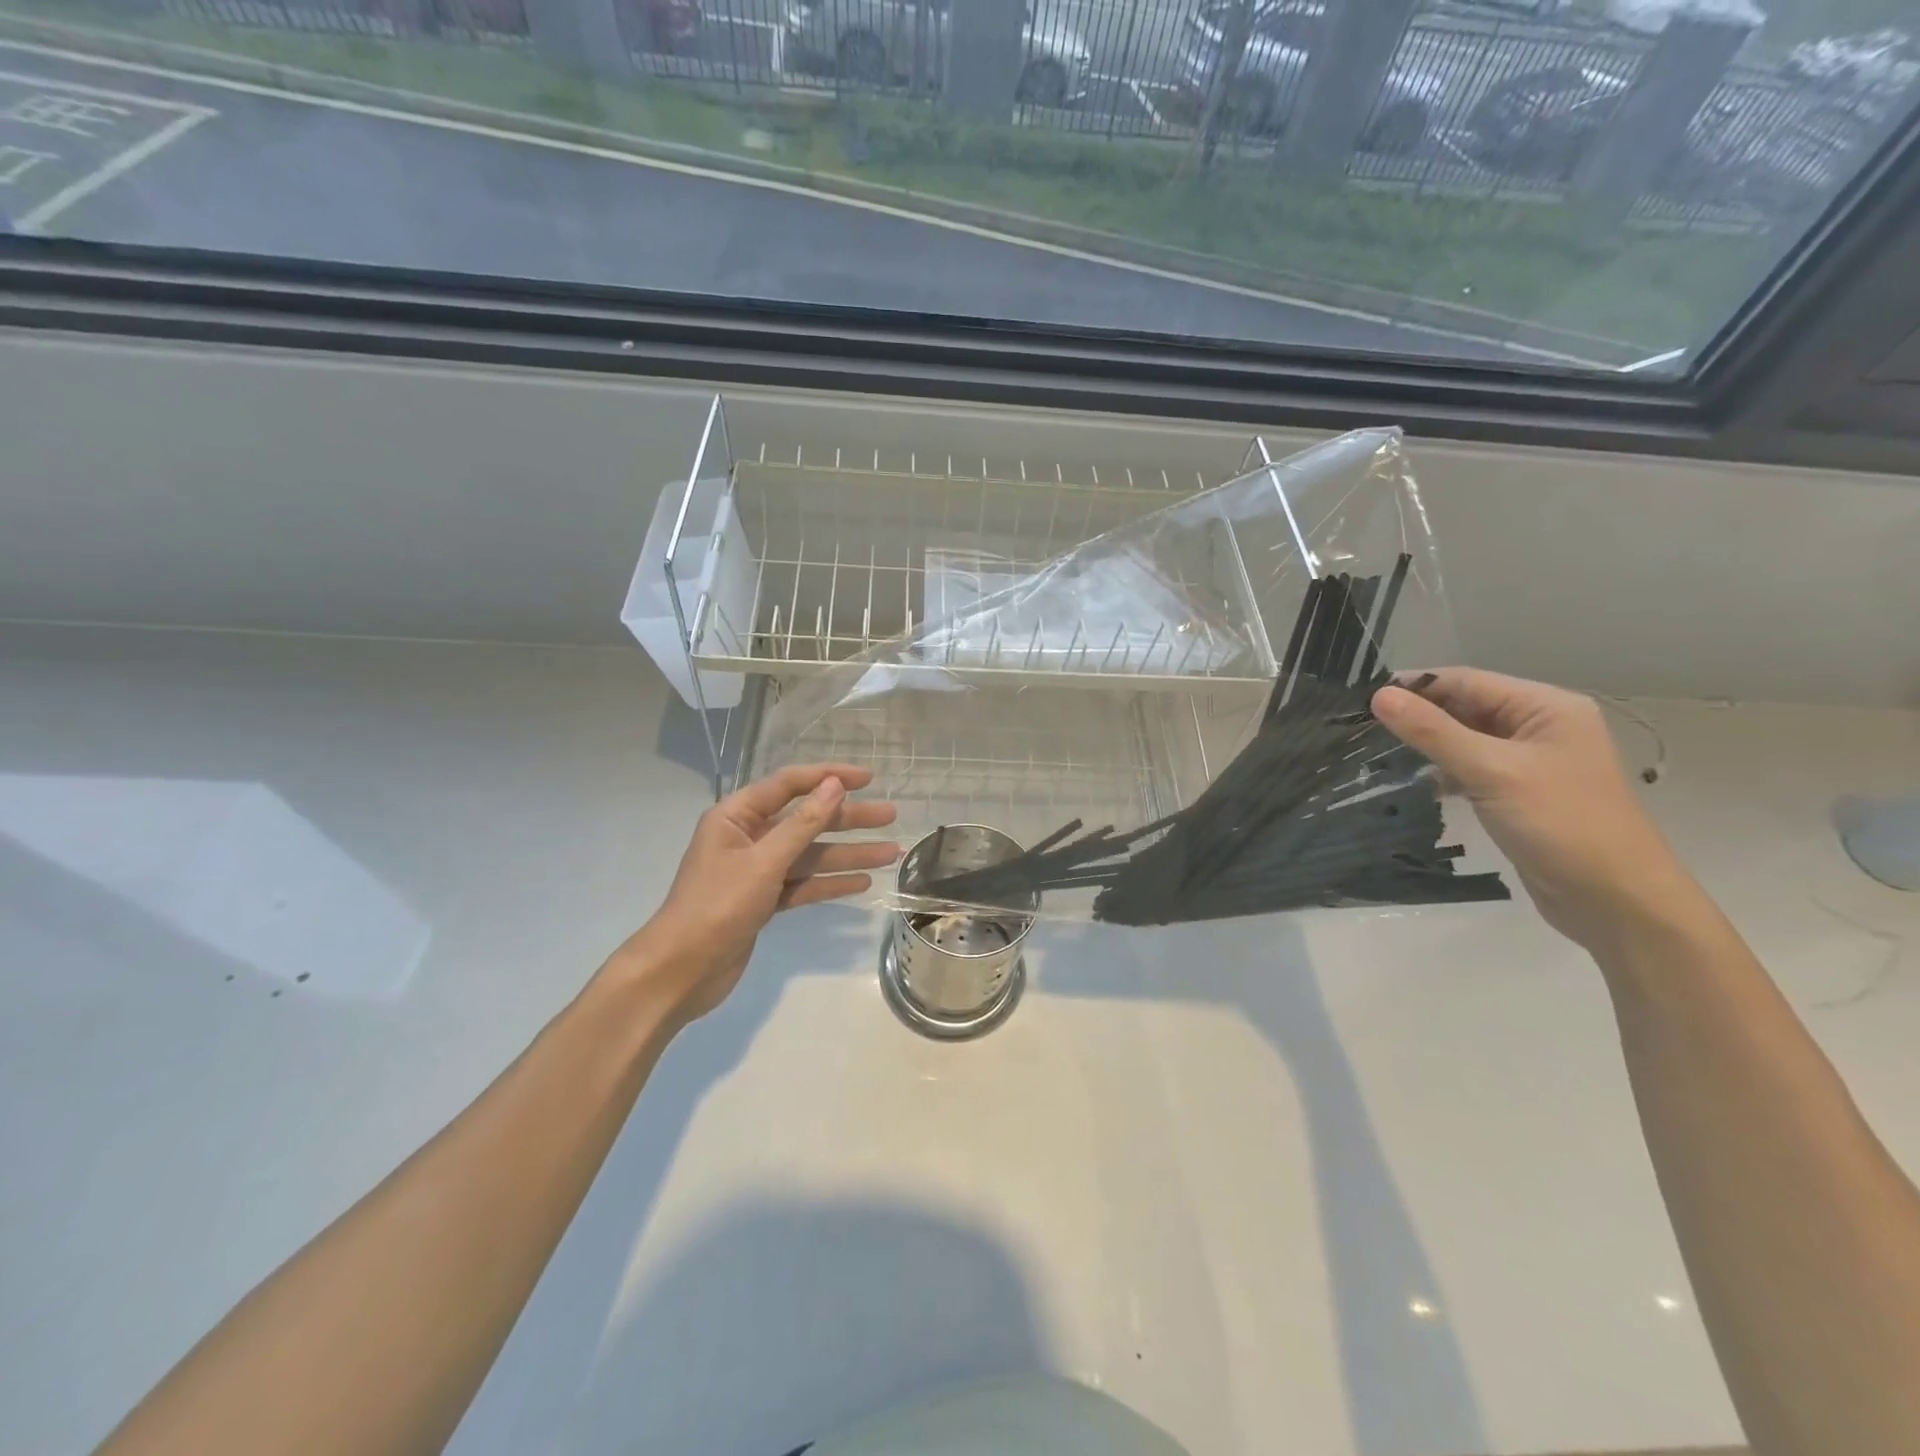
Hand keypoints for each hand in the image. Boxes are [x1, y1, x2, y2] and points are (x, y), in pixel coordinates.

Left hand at [607, 764, 898, 1032]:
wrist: (681, 971)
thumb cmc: (717, 906)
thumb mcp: (764, 862)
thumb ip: (802, 824)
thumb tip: (834, 786)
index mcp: (737, 816)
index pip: (789, 784)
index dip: (829, 777)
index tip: (868, 778)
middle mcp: (748, 837)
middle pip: (806, 820)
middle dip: (848, 819)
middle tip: (890, 817)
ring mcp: (757, 870)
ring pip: (810, 855)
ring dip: (848, 854)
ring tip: (890, 854)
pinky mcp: (763, 900)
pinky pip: (804, 884)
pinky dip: (830, 883)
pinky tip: (862, 883)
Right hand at [1371, 669, 1693, 950]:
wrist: (1616, 901)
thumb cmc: (1560, 824)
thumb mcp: (1491, 771)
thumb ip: (1433, 732)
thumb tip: (1379, 696)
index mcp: (1546, 707)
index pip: (1466, 681)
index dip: (1414, 686)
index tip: (1361, 699)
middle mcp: (1541, 726)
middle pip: (1466, 707)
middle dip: (1419, 716)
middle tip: (1361, 727)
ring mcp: (1532, 761)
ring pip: (1466, 739)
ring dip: (1429, 745)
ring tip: (1379, 753)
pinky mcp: (1521, 792)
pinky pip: (1473, 768)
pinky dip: (1445, 772)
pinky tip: (1420, 784)